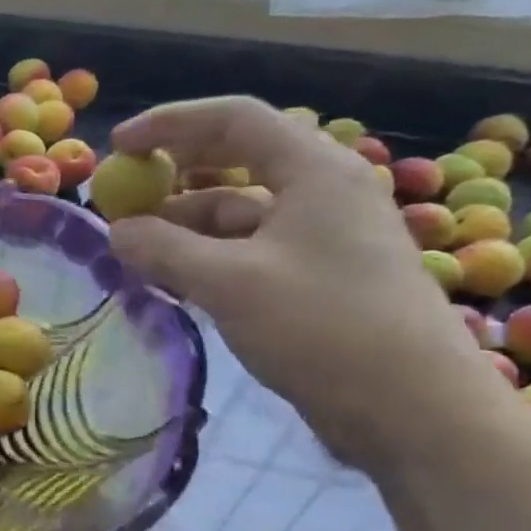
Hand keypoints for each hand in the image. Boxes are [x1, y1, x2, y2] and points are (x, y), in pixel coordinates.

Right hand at [104, 97, 500, 468]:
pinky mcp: (315, 278)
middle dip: (172, 175)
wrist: (415, 411)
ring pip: (236, 212)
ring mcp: (320, 237)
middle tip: (121, 197)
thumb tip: (115, 231)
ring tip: (132, 249)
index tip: (117, 146)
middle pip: (235, 161)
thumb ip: (162, 249)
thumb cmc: (324, 328)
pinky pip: (246, 250)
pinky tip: (169, 278)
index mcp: (313, 171)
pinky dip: (203, 256)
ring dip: (182, 224)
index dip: (169, 124)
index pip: (233, 119)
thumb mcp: (228, 282)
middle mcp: (320, 192)